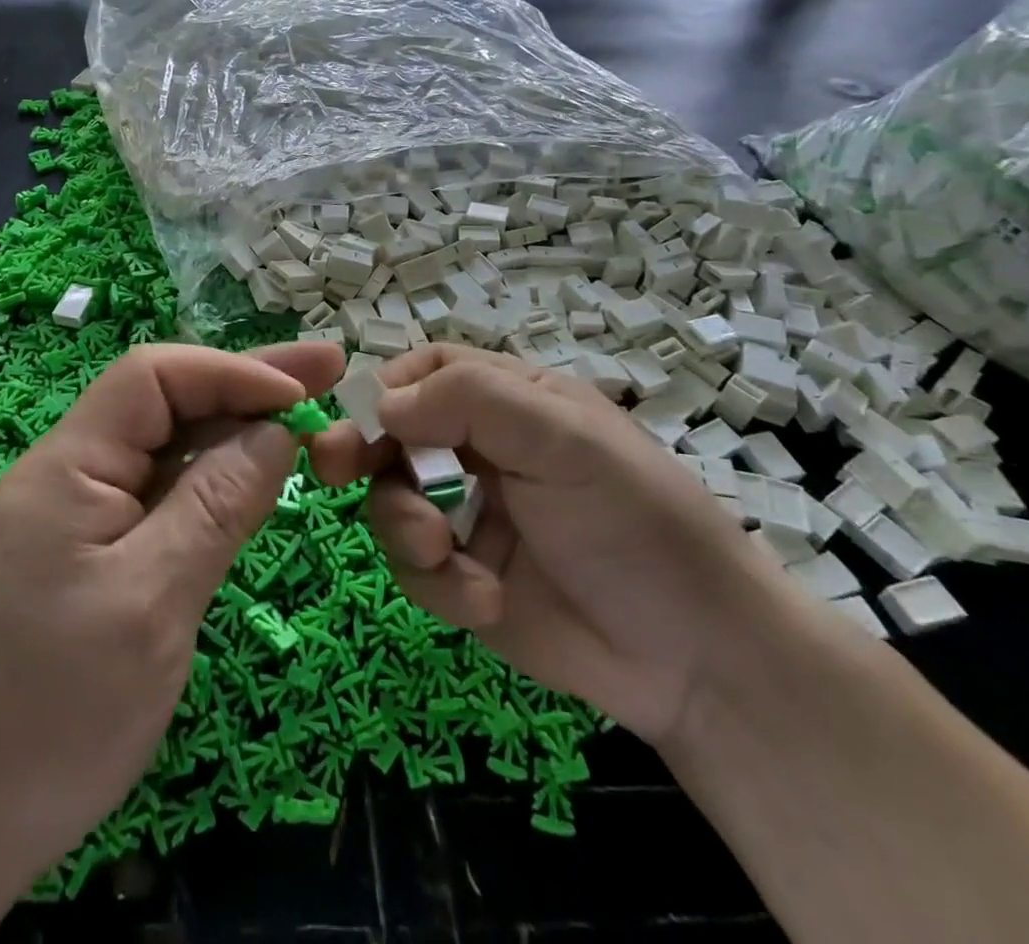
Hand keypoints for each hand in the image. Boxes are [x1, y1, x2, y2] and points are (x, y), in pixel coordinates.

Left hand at [0, 340, 345, 899]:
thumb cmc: (59, 713)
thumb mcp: (154, 602)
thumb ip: (218, 504)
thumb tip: (278, 431)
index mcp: (67, 467)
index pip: (153, 377)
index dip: (231, 371)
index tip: (301, 393)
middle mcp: (69, 472)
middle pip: (164, 401)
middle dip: (245, 384)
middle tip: (328, 369)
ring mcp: (79, 511)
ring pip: (166, 444)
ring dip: (234, 427)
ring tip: (307, 416)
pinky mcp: (91, 549)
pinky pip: (160, 489)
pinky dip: (211, 476)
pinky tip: (253, 474)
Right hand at [310, 345, 784, 744]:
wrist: (696, 657)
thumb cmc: (634, 520)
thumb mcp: (564, 439)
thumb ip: (471, 402)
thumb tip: (383, 404)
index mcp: (509, 401)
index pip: (428, 371)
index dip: (388, 387)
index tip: (363, 417)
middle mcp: (480, 450)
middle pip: (393, 434)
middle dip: (363, 452)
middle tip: (332, 469)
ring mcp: (468, 515)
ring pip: (392, 501)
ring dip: (404, 525)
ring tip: (441, 553)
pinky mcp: (462, 577)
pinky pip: (414, 567)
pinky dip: (438, 583)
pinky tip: (483, 600)